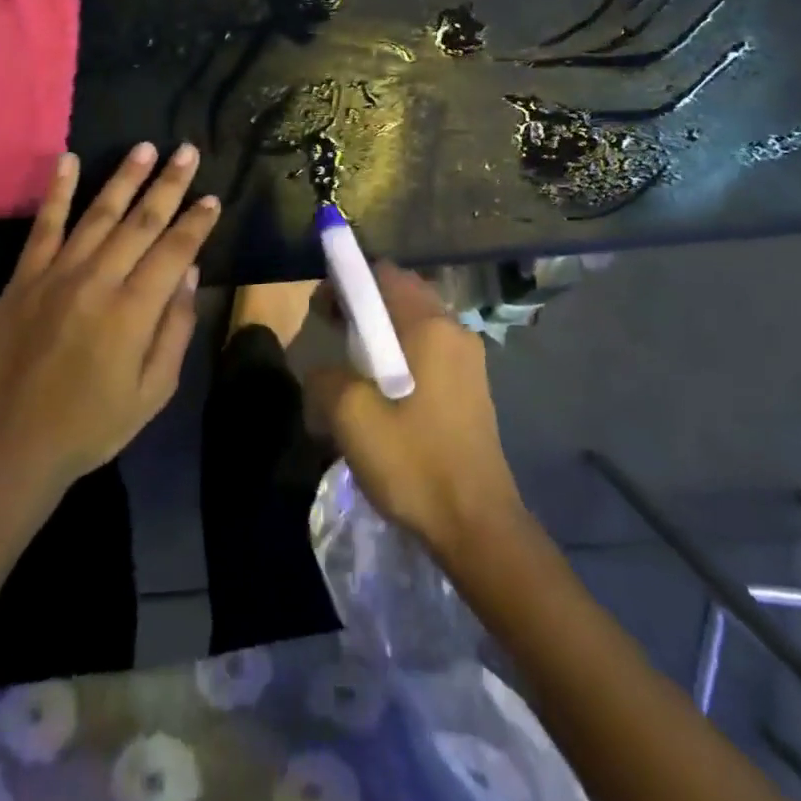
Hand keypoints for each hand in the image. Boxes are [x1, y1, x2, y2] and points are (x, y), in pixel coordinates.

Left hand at [0, 143, 220, 497]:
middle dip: (169, 184)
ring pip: (98, 213)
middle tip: (188, 151)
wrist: (13, 444)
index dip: (197, 221)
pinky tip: (69, 160)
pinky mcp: (24, 277)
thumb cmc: (93, 424)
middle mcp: (97, 280)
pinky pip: (43, 225)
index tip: (212, 197)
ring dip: (125, 177)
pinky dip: (57, 190)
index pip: (174, 250)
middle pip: (141, 221)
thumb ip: (175, 328)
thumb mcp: (153, 391)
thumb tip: (189, 272)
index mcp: (133, 310)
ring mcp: (56, 273)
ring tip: (146, 148)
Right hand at [307, 262, 524, 554]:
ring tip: (351, 364)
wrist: (477, 527)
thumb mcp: (351, 417)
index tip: (323, 308)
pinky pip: (427, 350)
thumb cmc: (415, 462)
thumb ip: (325, 377)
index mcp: (430, 326)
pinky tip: (381, 390)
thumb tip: (323, 372)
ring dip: (379, 332)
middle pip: (400, 294)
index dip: (347, 281)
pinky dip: (399, 353)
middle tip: (331, 331)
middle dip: (362, 305)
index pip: (384, 273)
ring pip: (414, 323)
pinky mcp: (470, 387)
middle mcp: (454, 330)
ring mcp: (468, 360)